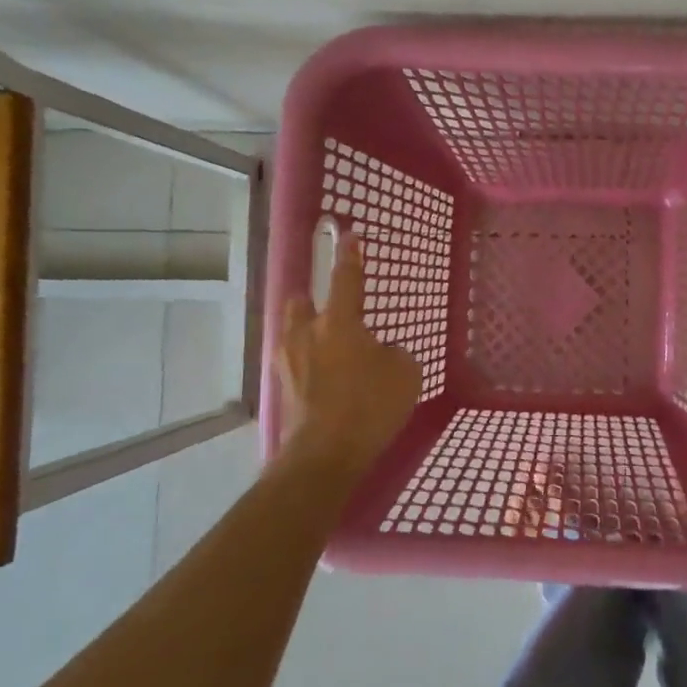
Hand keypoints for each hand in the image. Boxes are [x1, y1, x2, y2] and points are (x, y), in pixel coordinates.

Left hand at [279, 232, 420, 481]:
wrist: (325, 453)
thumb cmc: (370, 406)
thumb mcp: (404, 374)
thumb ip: (393, 354)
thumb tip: (379, 353)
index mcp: (339, 322)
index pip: (345, 278)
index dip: (350, 255)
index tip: (348, 233)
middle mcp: (307, 333)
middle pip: (301, 301)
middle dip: (313, 300)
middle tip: (333, 313)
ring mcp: (288, 361)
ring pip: (293, 332)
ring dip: (308, 333)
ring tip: (330, 352)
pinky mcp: (282, 387)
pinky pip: (295, 363)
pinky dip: (308, 365)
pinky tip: (326, 382)